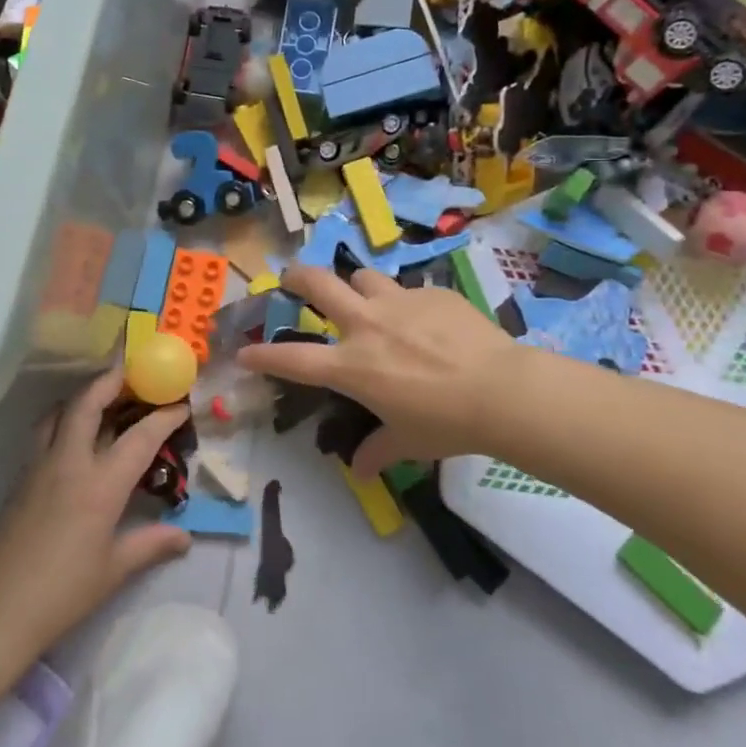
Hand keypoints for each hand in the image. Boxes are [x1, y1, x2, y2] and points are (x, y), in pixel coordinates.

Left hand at [0, 371, 192, 656]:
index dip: (163, 417)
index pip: (139, 437)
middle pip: (87, 403)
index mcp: (100, 485)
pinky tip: (73, 438)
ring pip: (59, 413)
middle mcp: (69, 463)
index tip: (180, 404)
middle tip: (132, 373)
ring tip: (102, 398)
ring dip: (82, 397)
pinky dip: (63, 420)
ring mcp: (39, 467)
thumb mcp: (114, 570)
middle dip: (111, 381)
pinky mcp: (20, 479)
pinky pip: (44, 434)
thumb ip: (151, 544)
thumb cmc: (62, 592)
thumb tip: (184, 537)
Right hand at [236, 262, 524, 478]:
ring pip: (363, 277)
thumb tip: (360, 470)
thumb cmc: (446, 423)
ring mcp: (399, 303)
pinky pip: (409, 290)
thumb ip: (378, 450)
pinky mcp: (432, 293)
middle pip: (317, 283)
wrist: (502, 391)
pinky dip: (406, 303)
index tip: (243, 352)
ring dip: (356, 286)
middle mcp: (366, 326)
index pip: (293, 359)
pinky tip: (426, 320)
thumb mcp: (408, 442)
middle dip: (296, 277)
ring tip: (364, 297)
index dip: (263, 355)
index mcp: (352, 366)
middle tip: (290, 279)